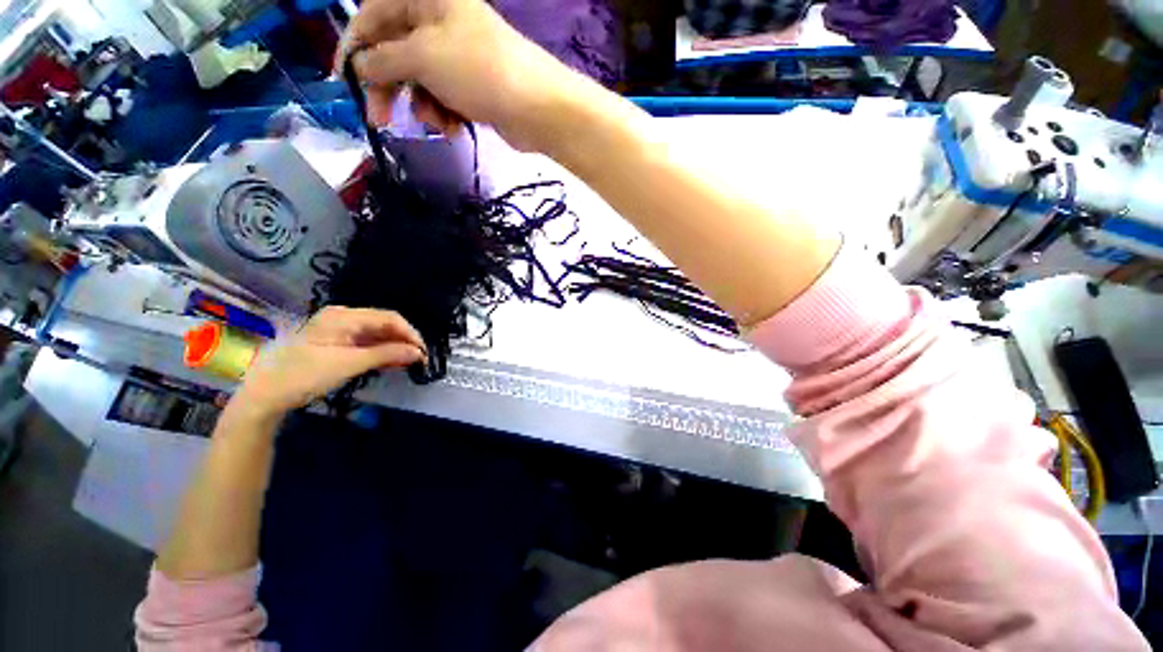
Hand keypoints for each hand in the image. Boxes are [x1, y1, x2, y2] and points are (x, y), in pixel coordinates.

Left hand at [233, 307, 425, 416]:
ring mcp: (339, 330)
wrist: (264, 395)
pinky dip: (381, 352)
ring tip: (409, 363)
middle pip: (384, 324)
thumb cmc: (304, 376)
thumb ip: (387, 355)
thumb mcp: (349, 365)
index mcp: (344, 316)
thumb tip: (419, 353)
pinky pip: (367, 343)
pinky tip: (392, 363)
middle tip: (419, 360)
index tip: (423, 353)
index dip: (410, 334)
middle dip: (404, 341)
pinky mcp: (337, 343)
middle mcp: (343, 317)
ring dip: (394, 347)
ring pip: (377, 334)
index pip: (389, 318)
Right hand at [343, 0, 590, 150]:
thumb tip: (360, 66)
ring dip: (421, 105)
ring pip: (420, 80)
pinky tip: (452, 128)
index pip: (374, 15)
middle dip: (387, 86)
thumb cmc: (478, 71)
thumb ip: (384, 60)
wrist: (536, 108)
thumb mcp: (422, 57)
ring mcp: (459, 57)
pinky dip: (443, 114)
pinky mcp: (473, 87)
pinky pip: (444, 98)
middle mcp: (441, 23)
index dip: (355, 47)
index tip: (343, 81)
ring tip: (435, 123)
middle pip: (396, 51)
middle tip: (379, 118)